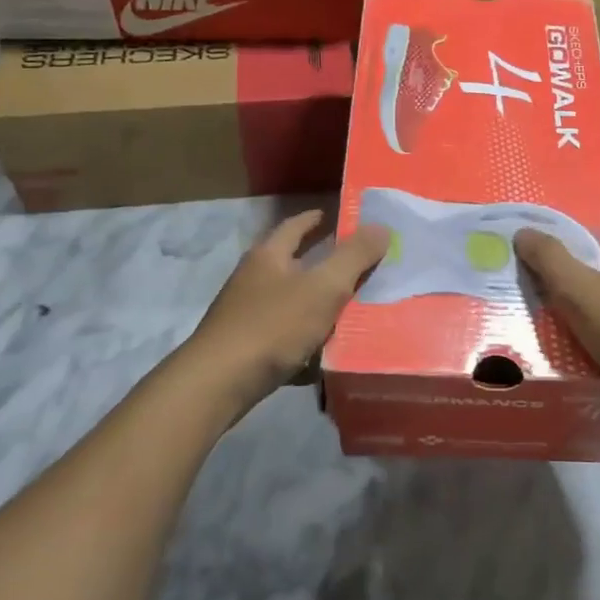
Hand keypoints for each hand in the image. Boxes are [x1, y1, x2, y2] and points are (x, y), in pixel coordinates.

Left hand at [186, 209, 390, 412]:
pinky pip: (284, 336)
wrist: (219, 383)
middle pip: (291, 263)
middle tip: (357, 263)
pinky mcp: (246, 348)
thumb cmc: (273, 326)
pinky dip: (306, 340)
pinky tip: (326, 353)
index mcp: (268, 256)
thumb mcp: (323, 287)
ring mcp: (246, 315)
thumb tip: (381, 226)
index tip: (338, 216)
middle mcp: (253, 280)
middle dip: (322, 262)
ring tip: (351, 308)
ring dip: (317, 303)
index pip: (295, 226)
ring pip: (290, 302)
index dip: (317, 219)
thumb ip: (354, 257)